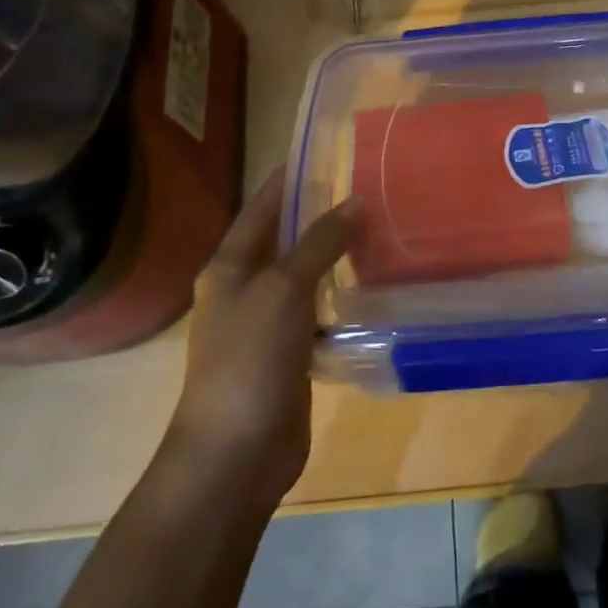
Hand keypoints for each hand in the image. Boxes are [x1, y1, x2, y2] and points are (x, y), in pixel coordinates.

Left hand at [159, 173, 357, 509]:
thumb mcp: (284, 290)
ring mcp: (265, 323)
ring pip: (304, 275)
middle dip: (320, 214)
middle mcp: (244, 287)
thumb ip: (319, 243)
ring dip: (333, 255)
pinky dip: (339, 295)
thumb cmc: (249, 360)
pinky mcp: (288, 354)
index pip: (262, 206)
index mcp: (229, 265)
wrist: (233, 456)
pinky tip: (371, 286)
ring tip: (377, 229)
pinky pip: (316, 311)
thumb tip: (356, 202)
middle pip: (284, 238)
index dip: (290, 178)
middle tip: (366, 189)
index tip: (326, 151)